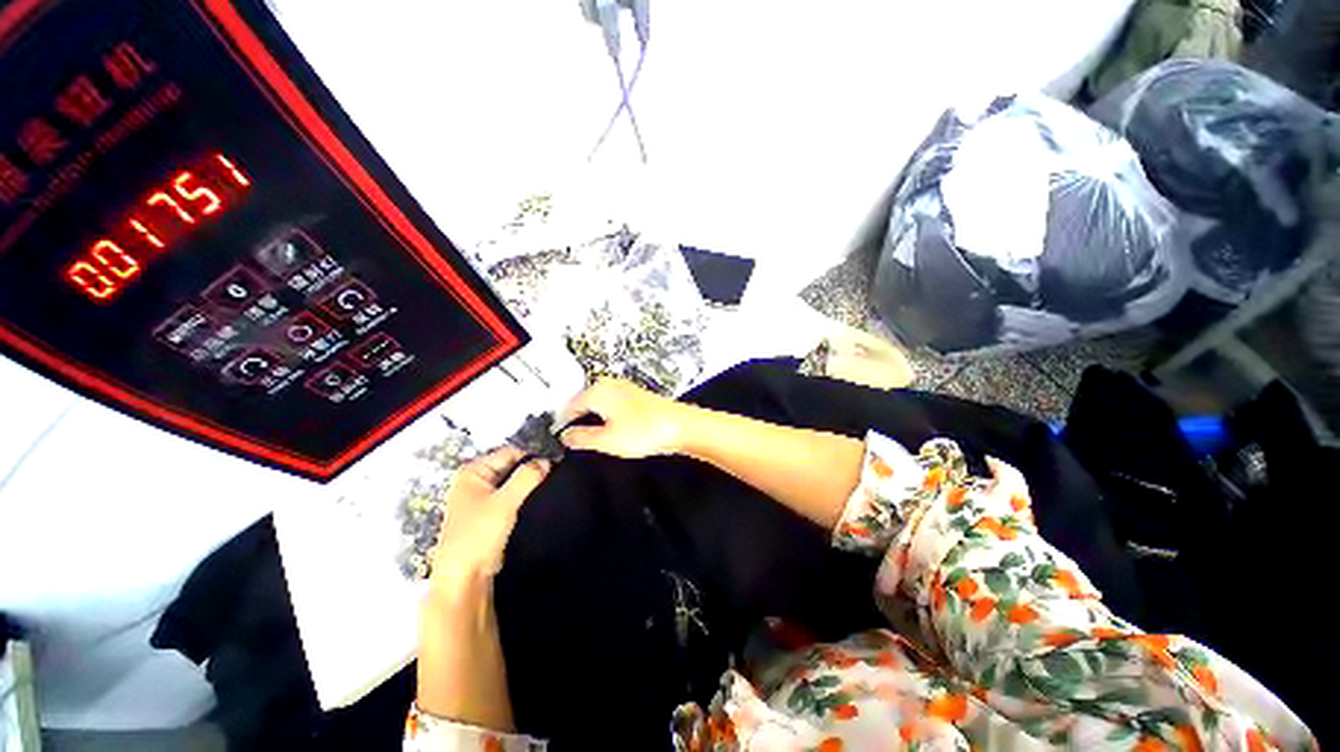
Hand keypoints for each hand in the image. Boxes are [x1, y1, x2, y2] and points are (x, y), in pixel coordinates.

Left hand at [429, 446, 550, 595]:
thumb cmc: (478, 534)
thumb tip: (548, 460)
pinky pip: (511, 496)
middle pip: (511, 465)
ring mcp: (482, 497)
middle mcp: (476, 479)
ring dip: (529, 483)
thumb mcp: (505, 502)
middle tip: (557, 471)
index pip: (510, 452)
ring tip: (553, 483)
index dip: (532, 455)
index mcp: (473, 471)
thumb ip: (527, 477)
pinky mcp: (490, 512)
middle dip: (532, 468)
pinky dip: (524, 495)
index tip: (556, 461)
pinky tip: (541, 497)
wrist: (464, 577)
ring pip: (513, 481)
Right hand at [558, 378, 693, 458]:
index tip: (558, 437)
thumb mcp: (607, 440)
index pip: (570, 405)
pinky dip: (607, 416)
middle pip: (584, 401)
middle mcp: (609, 384)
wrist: (680, 426)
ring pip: (599, 402)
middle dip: (578, 418)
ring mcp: (624, 388)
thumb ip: (581, 437)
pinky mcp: (636, 395)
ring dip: (593, 418)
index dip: (563, 422)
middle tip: (574, 438)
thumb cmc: (644, 431)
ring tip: (592, 436)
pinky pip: (612, 404)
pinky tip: (612, 428)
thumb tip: (565, 435)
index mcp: (598, 391)